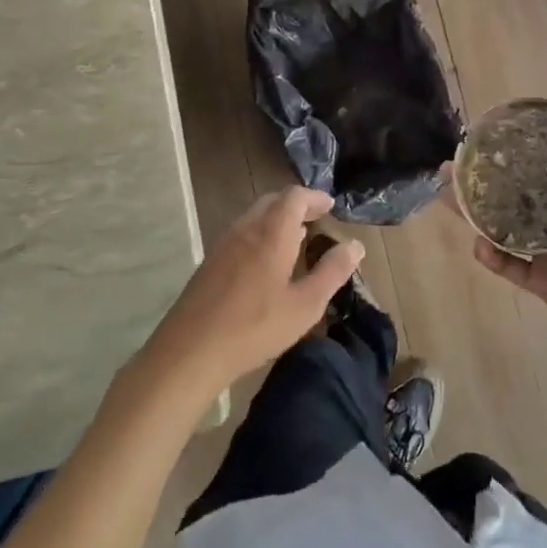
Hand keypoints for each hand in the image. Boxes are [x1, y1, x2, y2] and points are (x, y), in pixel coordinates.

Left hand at [139, 187, 362, 405]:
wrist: (191, 350)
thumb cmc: (255, 327)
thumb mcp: (305, 305)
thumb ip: (332, 272)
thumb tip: (355, 245)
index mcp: (271, 233)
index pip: (294, 197)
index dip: (314, 197)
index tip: (330, 206)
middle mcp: (246, 229)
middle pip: (272, 201)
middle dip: (296, 205)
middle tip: (316, 219)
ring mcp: (223, 244)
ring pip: (254, 216)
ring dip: (277, 219)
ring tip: (296, 238)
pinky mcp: (210, 262)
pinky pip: (241, 233)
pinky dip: (261, 233)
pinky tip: (267, 262)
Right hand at [461, 114, 546, 377]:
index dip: (523, 152)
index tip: (496, 137)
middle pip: (516, 195)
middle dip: (485, 180)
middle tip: (454, 166)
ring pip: (503, 228)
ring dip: (476, 213)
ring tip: (449, 195)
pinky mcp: (542, 282)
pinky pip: (509, 266)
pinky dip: (491, 256)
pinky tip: (479, 244)